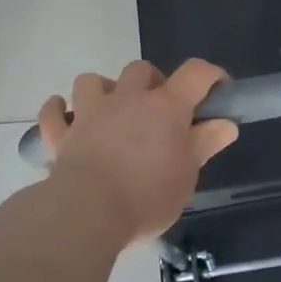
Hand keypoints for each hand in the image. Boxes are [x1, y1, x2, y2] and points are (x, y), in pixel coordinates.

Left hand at [36, 60, 239, 244]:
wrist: (88, 212)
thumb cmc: (147, 195)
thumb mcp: (187, 175)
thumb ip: (204, 144)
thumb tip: (226, 124)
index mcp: (165, 107)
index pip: (195, 73)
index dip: (211, 75)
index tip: (219, 92)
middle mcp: (127, 99)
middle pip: (141, 69)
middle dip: (153, 82)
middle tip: (160, 110)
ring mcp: (90, 113)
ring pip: (92, 80)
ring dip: (103, 89)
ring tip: (111, 111)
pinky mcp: (62, 134)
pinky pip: (54, 112)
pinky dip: (59, 111)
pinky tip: (66, 116)